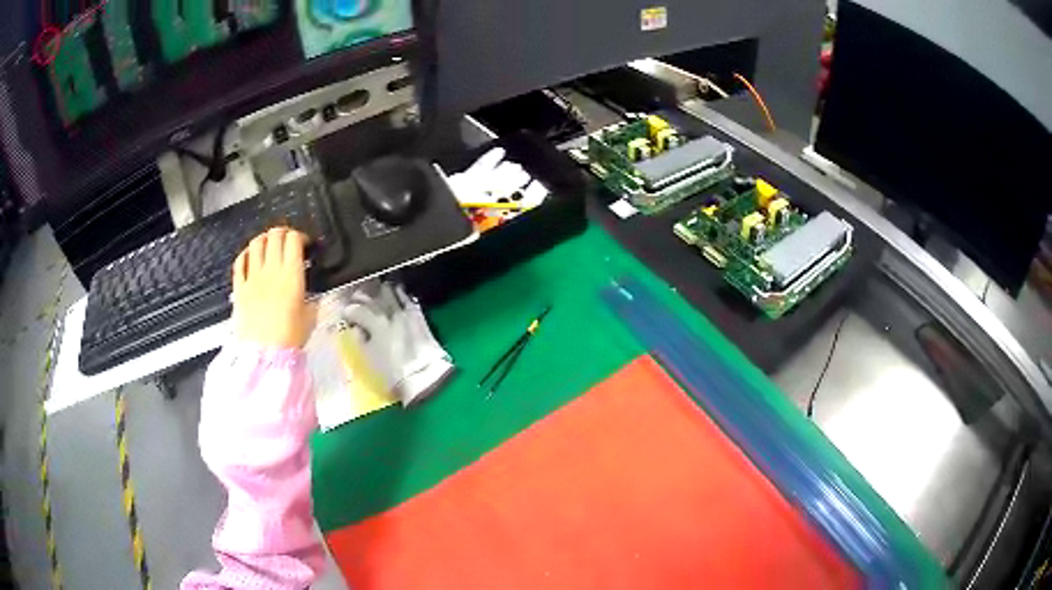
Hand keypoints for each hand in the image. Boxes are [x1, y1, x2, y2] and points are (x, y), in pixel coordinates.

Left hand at [232, 227, 316, 348]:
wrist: (265, 355)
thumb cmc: (290, 338)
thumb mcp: (310, 317)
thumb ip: (311, 300)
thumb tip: (312, 295)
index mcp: (291, 275)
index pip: (294, 240)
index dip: (300, 236)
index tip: (304, 244)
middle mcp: (271, 270)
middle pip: (275, 235)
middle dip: (283, 233)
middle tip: (287, 240)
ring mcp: (252, 278)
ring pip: (256, 243)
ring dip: (264, 239)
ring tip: (269, 244)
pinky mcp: (239, 288)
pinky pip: (240, 262)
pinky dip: (246, 254)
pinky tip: (250, 257)